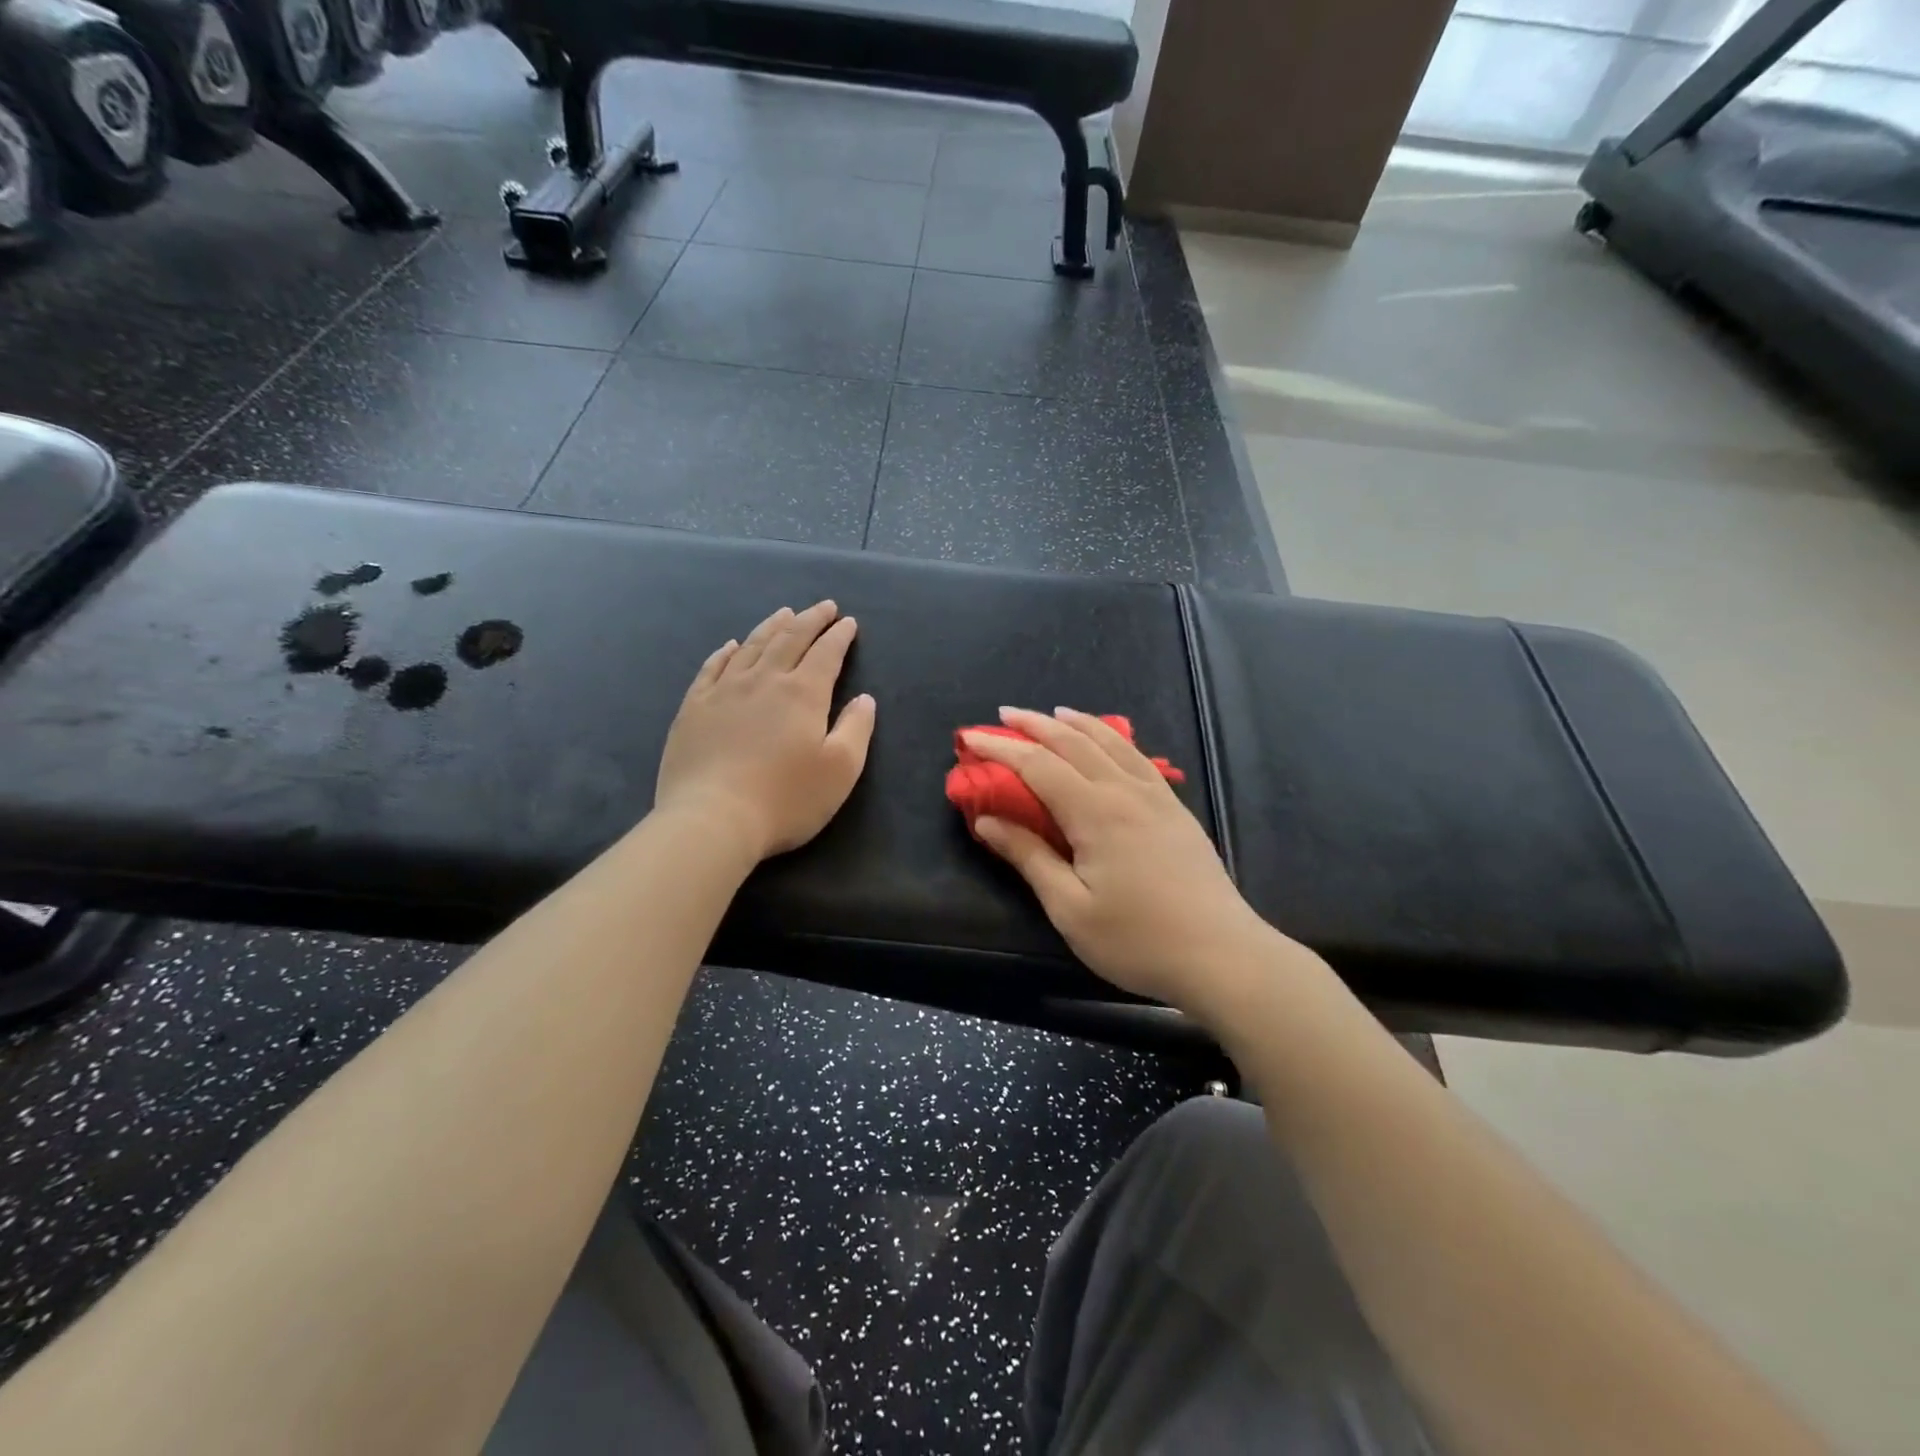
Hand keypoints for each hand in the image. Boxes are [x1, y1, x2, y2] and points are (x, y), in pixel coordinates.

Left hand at [655, 602, 875, 860]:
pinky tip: (732, 645)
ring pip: (751, 646)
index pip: (826, 653)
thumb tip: (864, 699)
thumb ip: (857, 729)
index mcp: (803, 693)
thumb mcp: (841, 770)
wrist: (712, 820)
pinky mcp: (694, 708)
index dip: (839, 636)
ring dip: (771, 627)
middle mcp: (763, 681)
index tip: (848, 622)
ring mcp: (723, 691)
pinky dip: (726, 652)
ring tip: (784, 614)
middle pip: (789, 640)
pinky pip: (712, 668)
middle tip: (824, 607)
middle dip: (810, 620)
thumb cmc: (785, 799)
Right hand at [963, 708, 1284, 1012]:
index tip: (970, 739)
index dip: (1001, 749)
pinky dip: (1114, 739)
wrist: (1223, 956)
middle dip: (1035, 725)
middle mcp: (1125, 791)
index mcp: (1095, 813)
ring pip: (1111, 743)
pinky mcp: (1176, 810)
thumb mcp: (1070, 908)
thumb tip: (986, 821)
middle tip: (1004, 714)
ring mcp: (1157, 797)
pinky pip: (1138, 758)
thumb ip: (1028, 857)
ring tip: (1054, 713)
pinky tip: (1110, 743)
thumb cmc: (1137, 940)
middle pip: (1074, 743)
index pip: (1038, 766)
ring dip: (1077, 723)